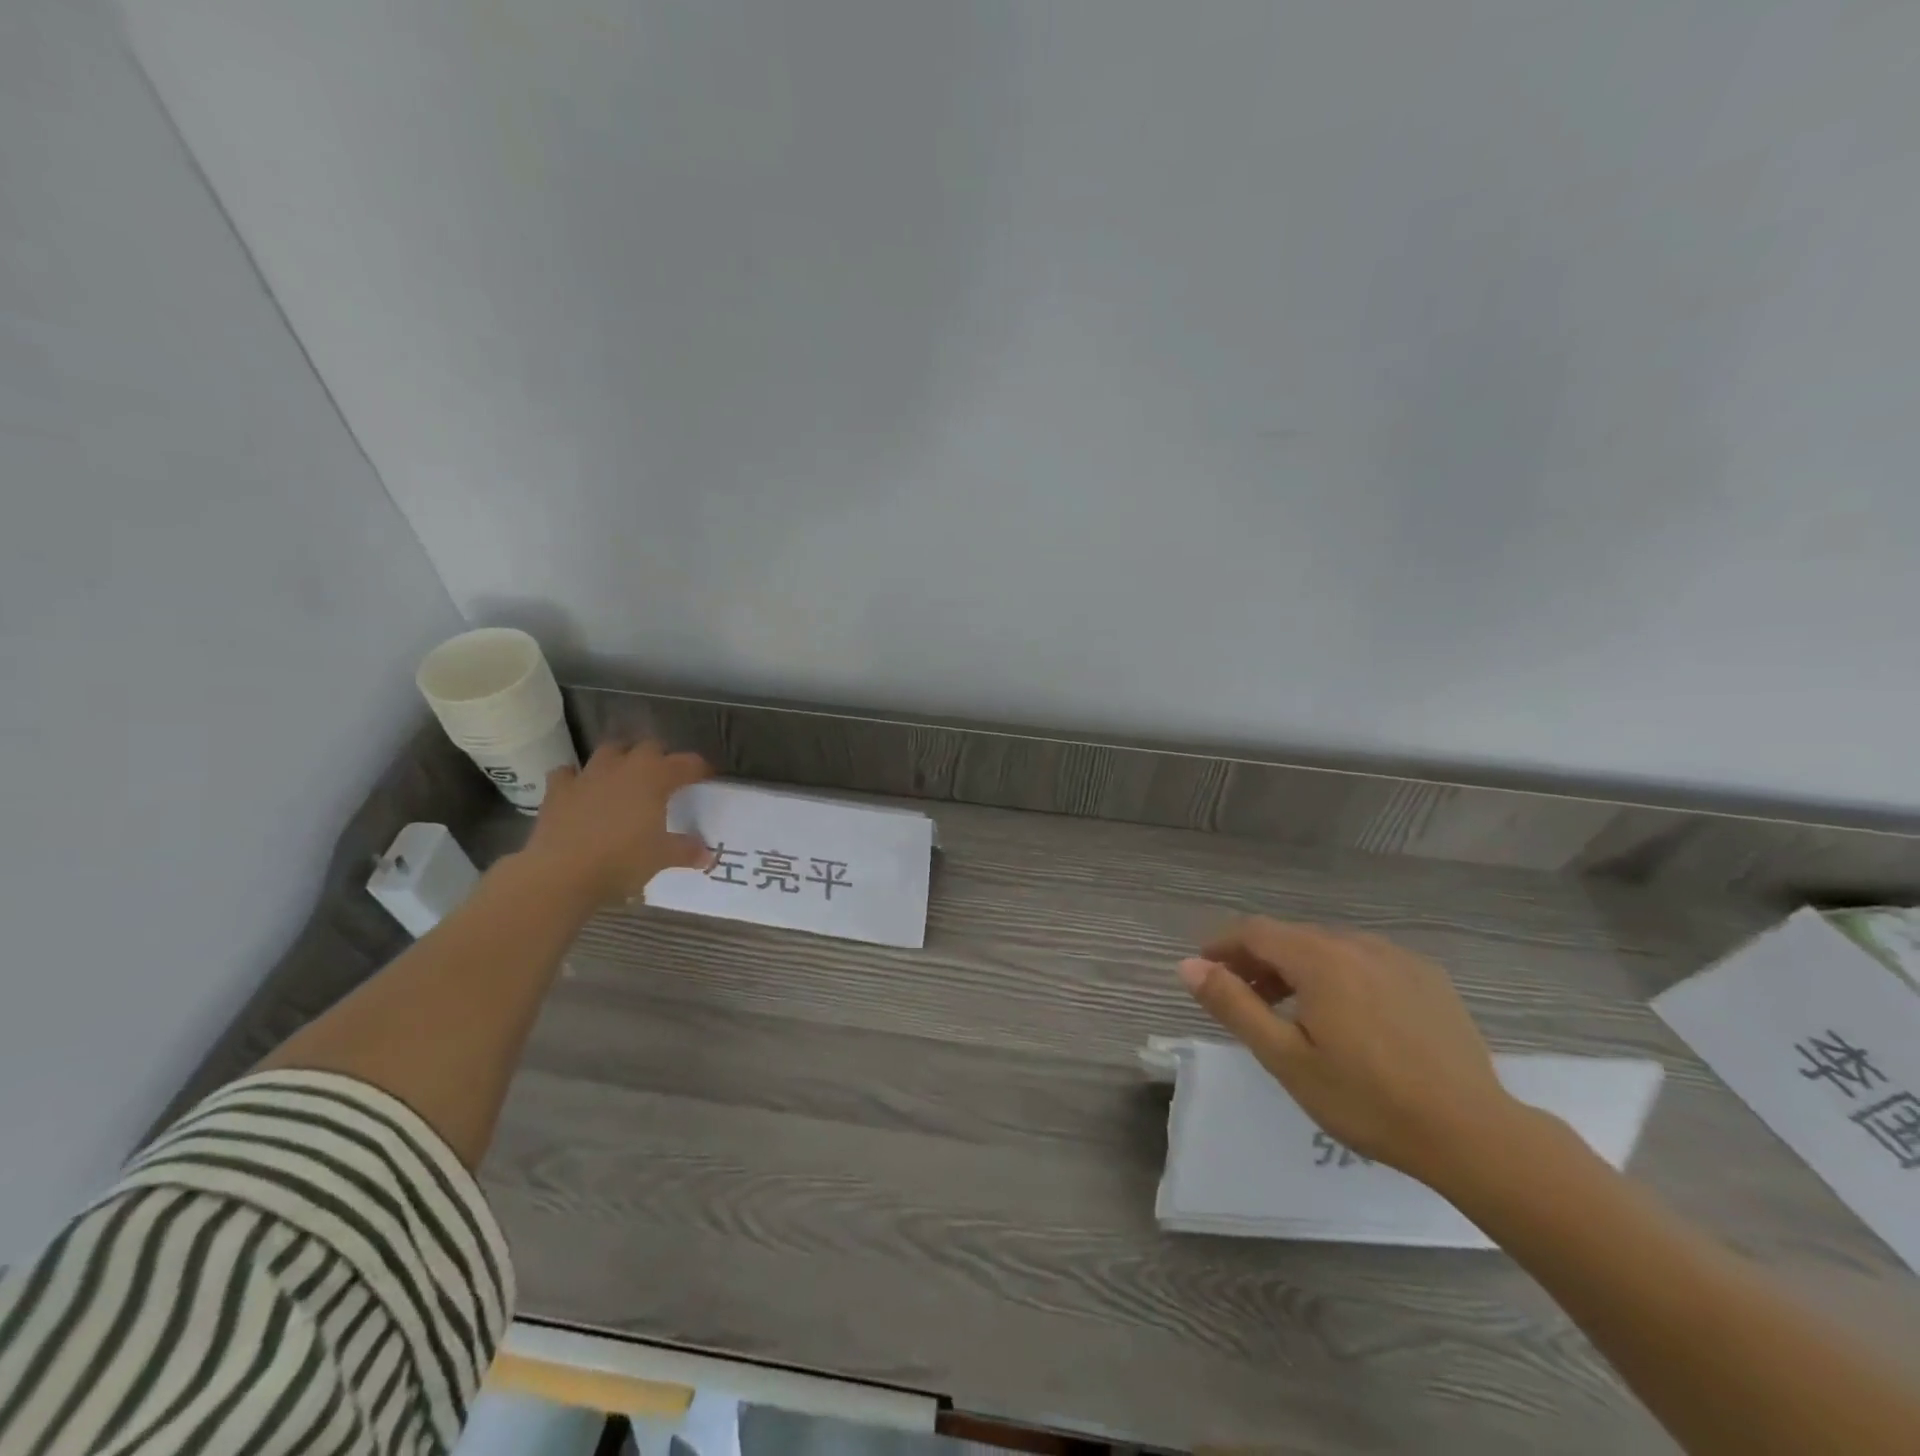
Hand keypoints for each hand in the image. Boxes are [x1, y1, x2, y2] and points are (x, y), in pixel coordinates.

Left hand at [520, 740, 713, 907]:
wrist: (561, 873)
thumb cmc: (622, 860)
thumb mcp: (662, 857)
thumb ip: (686, 851)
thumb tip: (708, 855)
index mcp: (654, 777)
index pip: (686, 763)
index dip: (700, 768)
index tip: (707, 777)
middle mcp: (623, 766)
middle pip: (648, 747)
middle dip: (660, 758)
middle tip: (666, 778)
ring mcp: (587, 775)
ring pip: (609, 752)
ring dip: (620, 760)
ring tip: (626, 778)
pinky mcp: (558, 790)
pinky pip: (569, 773)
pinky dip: (577, 779)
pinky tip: (582, 791)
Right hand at [1177, 919, 1518, 1186]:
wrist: (1474, 1135)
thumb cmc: (1368, 1100)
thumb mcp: (1286, 1059)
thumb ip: (1234, 1005)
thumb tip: (1188, 966)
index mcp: (1320, 959)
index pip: (1254, 931)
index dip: (1223, 946)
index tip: (1205, 971)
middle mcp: (1357, 944)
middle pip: (1292, 937)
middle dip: (1258, 960)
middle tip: (1244, 998)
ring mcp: (1398, 958)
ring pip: (1330, 948)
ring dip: (1298, 968)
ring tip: (1292, 1011)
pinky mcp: (1428, 977)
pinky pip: (1366, 961)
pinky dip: (1340, 975)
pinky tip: (1349, 1016)